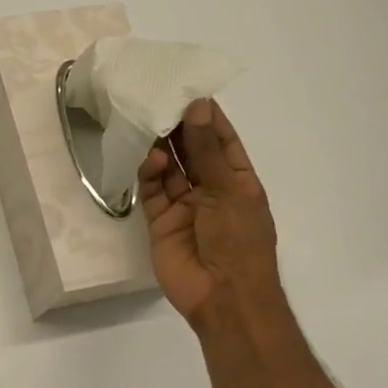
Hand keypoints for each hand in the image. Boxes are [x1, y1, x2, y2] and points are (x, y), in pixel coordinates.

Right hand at [138, 98, 289, 343]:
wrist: (223, 296)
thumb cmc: (239, 241)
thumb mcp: (229, 190)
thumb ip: (207, 150)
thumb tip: (198, 107)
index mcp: (238, 182)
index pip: (221, 141)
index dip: (207, 118)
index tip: (188, 90)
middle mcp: (211, 190)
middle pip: (192, 152)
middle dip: (178, 129)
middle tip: (159, 100)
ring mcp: (184, 206)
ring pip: (170, 169)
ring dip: (161, 148)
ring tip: (149, 124)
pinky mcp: (160, 221)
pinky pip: (153, 191)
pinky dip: (150, 174)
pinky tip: (150, 161)